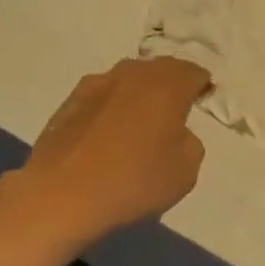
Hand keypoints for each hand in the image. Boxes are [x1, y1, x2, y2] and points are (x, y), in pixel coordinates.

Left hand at [0, 57, 210, 251]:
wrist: (61, 195)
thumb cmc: (133, 181)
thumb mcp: (185, 171)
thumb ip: (190, 142)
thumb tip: (177, 133)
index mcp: (167, 84)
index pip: (194, 72)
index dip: (202, 85)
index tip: (204, 99)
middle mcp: (134, 72)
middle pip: (161, 70)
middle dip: (170, 85)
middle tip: (174, 112)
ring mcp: (98, 82)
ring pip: (129, 80)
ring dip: (137, 95)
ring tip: (137, 124)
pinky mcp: (70, 100)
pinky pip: (102, 97)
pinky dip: (110, 109)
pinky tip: (105, 136)